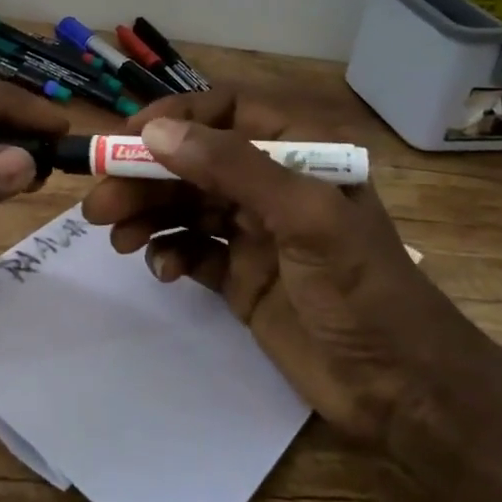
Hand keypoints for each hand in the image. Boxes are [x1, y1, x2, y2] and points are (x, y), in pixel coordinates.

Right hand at [82, 91, 484, 443]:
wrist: (401, 391)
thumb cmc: (362, 290)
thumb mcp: (305, 218)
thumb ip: (233, 167)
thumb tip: (156, 132)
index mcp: (302, 149)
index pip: (227, 111)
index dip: (176, 118)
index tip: (126, 139)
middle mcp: (274, 182)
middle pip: (196, 162)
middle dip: (147, 178)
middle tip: (99, 204)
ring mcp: (257, 230)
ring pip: (187, 204)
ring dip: (149, 215)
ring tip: (116, 238)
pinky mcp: (242, 274)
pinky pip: (193, 248)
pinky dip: (171, 253)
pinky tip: (164, 270)